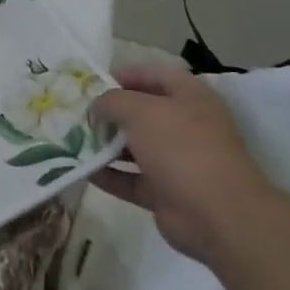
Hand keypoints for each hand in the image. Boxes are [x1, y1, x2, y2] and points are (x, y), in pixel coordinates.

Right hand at [89, 61, 278, 262]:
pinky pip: (131, 179)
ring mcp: (176, 161)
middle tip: (77, 115)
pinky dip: (109, 175)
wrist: (218, 214)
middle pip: (141, 112)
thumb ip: (111, 101)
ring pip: (134, 147)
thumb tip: (96, 108)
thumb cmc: (180, 147)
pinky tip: (82, 170)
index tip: (92, 85)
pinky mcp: (166, 192)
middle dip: (109, 113)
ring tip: (72, 141)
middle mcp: (184, 126)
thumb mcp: (140, 111)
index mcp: (189, 97)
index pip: (154, 75)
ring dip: (105, 145)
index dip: (124, 75)